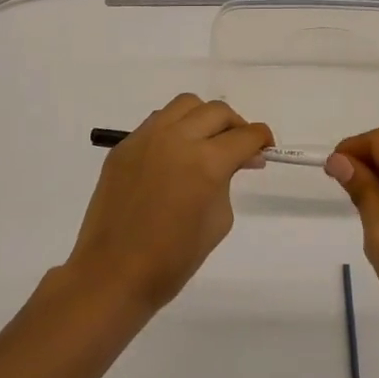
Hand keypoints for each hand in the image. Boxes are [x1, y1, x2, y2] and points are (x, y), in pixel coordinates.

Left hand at [63, 95, 272, 316]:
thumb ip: (227, 181)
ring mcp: (147, 137)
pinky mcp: (125, 145)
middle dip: (235, 126)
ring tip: (205, 142)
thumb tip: (235, 160)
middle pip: (217, 112)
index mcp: (206, 162)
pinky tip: (174, 154)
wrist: (114, 273)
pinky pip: (158, 121)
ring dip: (204, 118)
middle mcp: (177, 139)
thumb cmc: (173, 258)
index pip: (244, 135)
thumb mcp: (218, 220)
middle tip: (239, 148)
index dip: (261, 139)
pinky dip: (175, 128)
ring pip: (185, 105)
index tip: (264, 148)